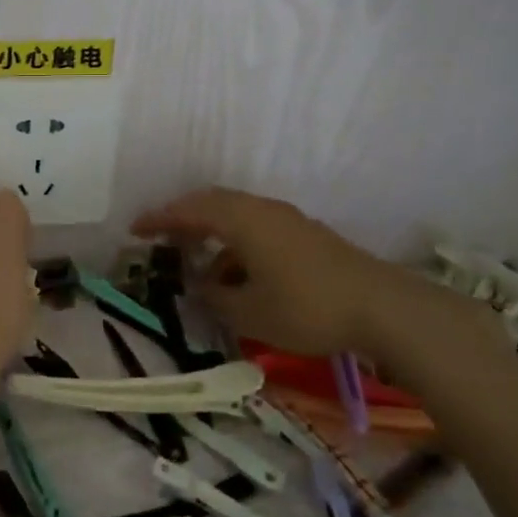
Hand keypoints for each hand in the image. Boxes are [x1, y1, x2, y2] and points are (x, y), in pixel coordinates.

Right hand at [132, 188, 429, 362]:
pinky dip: (237, 245)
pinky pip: (256, 229)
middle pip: (213, 204)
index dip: (159, 219)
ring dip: (213, 235)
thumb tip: (201, 286)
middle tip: (160, 237)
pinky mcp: (305, 235)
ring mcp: (287, 220)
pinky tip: (238, 277)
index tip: (135, 229)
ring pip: (237, 217)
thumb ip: (216, 297)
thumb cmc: (306, 306)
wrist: (382, 307)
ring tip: (198, 266)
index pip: (190, 210)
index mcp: (242, 219)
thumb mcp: (250, 312)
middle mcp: (262, 210)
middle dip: (184, 219)